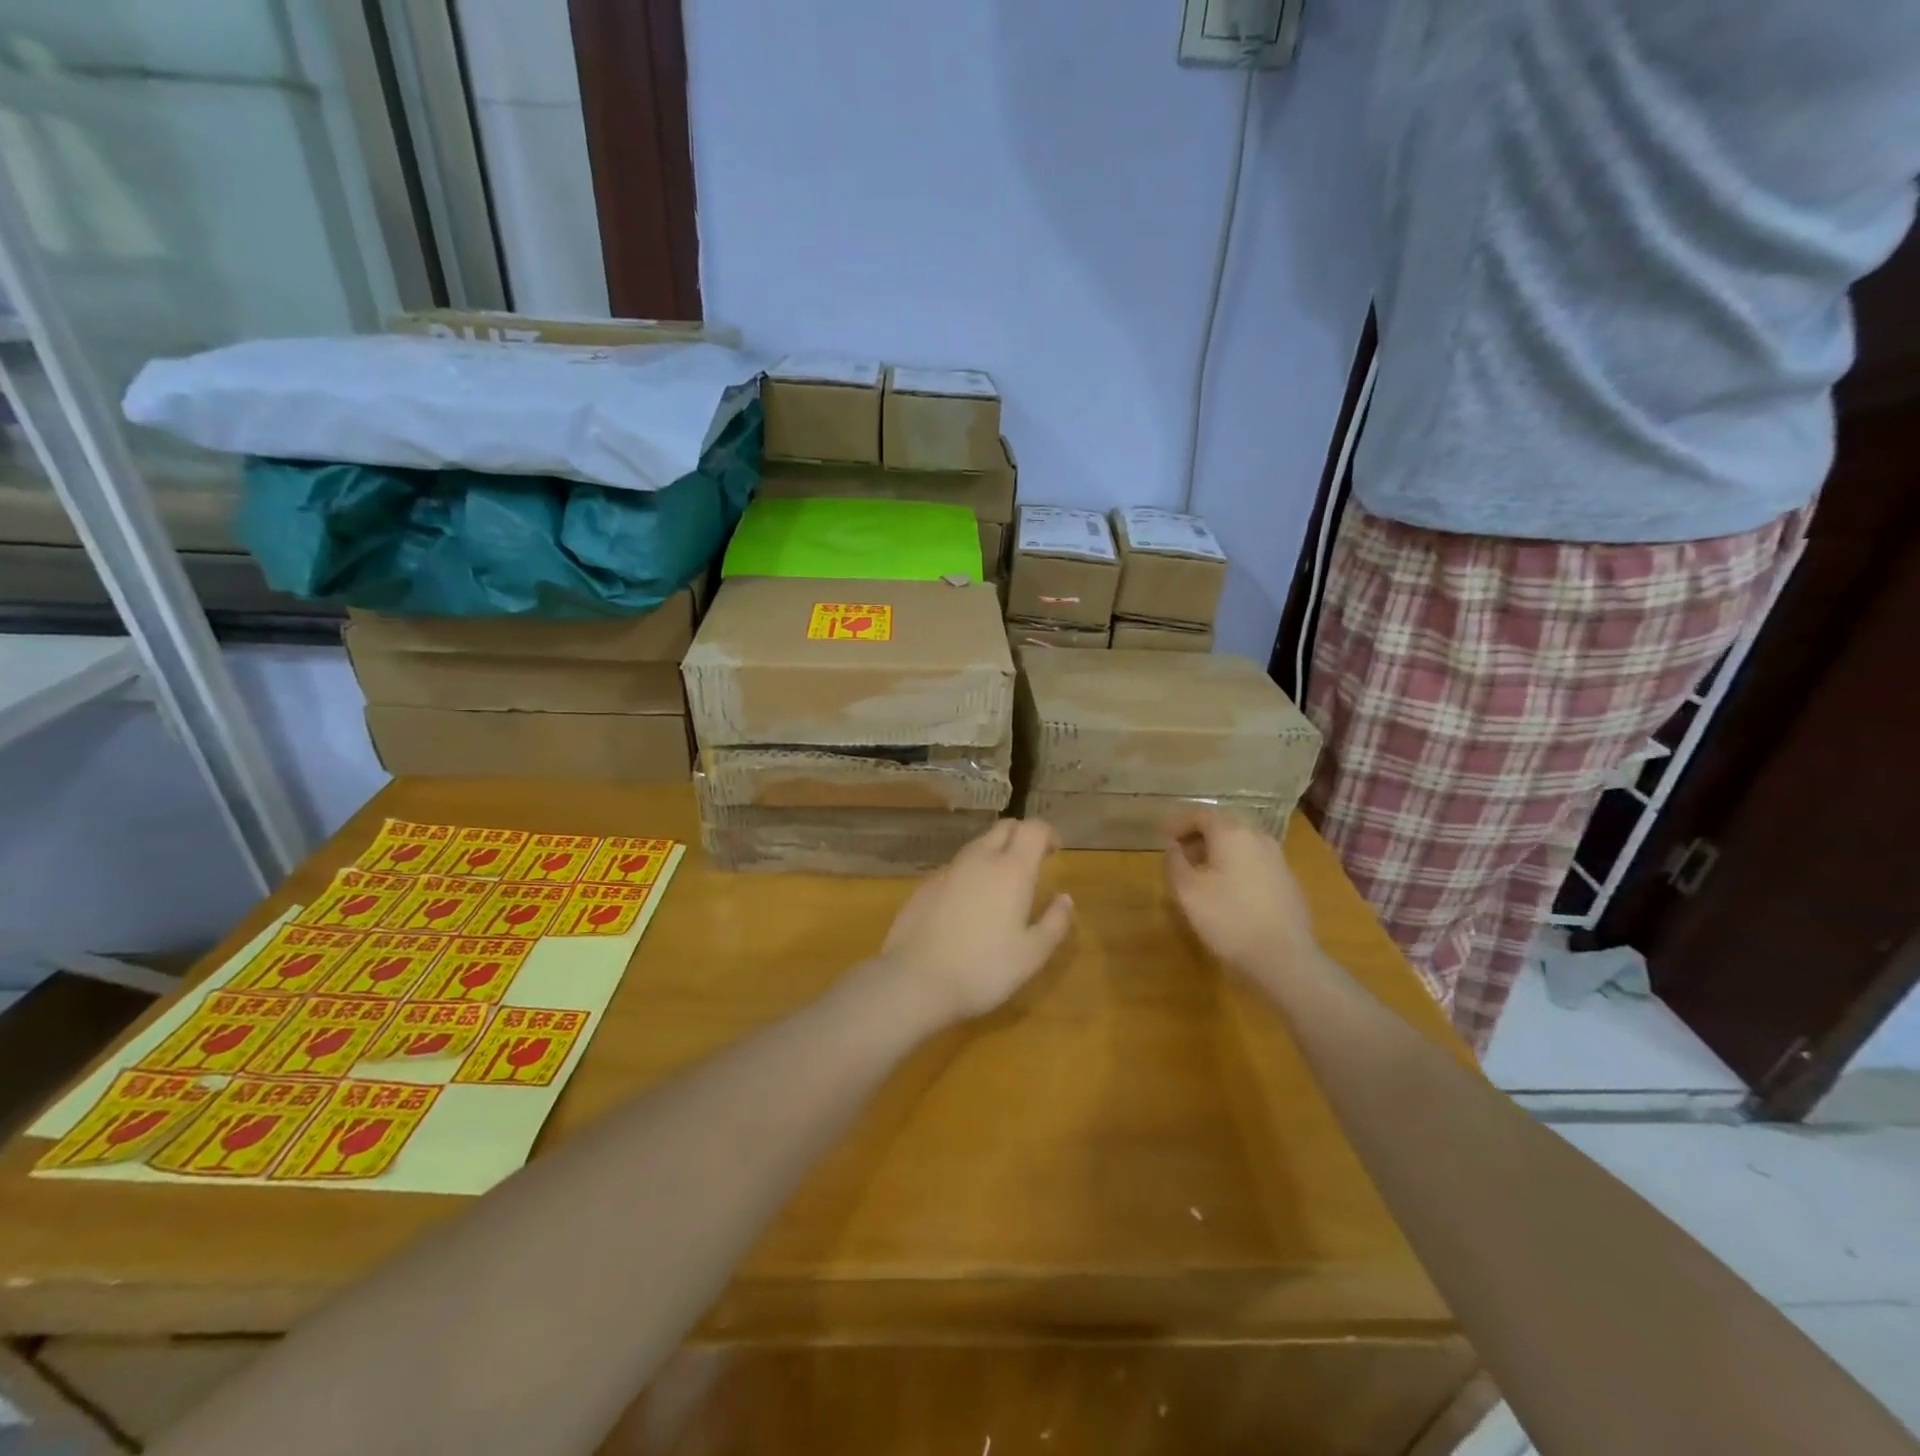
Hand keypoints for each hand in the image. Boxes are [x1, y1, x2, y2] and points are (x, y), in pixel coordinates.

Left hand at [874, 819, 1073, 1026]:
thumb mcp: (1032, 955)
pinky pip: (955, 869)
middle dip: (1021, 836)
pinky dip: (970, 875)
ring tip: (1001, 886)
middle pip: (1004, 828)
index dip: (1048, 833)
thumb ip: (1054, 922)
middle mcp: (979, 859)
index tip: (1055, 851)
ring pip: (977, 846)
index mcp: (1011, 870)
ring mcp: (948, 870)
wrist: (915, 980)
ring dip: (994, 854)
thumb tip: (1064, 898)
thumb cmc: (984, 969)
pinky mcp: (925, 885)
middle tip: (1032, 862)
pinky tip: (968, 907)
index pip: (1033, 828)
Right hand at [1163, 808, 1316, 978]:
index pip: (1200, 814)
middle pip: (1223, 825)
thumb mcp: (1187, 890)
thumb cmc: (1228, 918)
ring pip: (1240, 844)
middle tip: (1178, 853)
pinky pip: (1254, 862)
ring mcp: (1278, 859)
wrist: (1284, 958)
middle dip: (1198, 835)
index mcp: (1232, 833)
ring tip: (1200, 873)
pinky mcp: (1288, 881)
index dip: (1177, 823)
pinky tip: (1227, 890)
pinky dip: (1235, 866)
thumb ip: (1174, 861)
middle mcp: (1258, 837)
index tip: (1162, 837)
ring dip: (1217, 851)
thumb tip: (1173, 847)